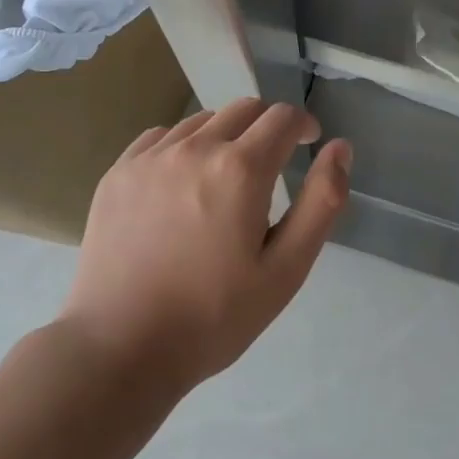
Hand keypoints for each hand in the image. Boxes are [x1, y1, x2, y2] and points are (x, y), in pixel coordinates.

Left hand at [62, 100, 352, 387]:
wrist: (121, 349)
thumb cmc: (214, 316)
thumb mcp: (286, 269)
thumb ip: (322, 202)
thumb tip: (340, 148)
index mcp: (240, 169)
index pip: (283, 117)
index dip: (303, 125)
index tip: (307, 144)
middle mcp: (195, 148)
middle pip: (244, 109)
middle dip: (268, 127)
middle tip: (272, 165)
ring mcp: (150, 158)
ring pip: (202, 120)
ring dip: (226, 136)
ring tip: (224, 180)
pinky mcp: (118, 173)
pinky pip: (161, 137)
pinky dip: (183, 147)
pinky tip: (181, 184)